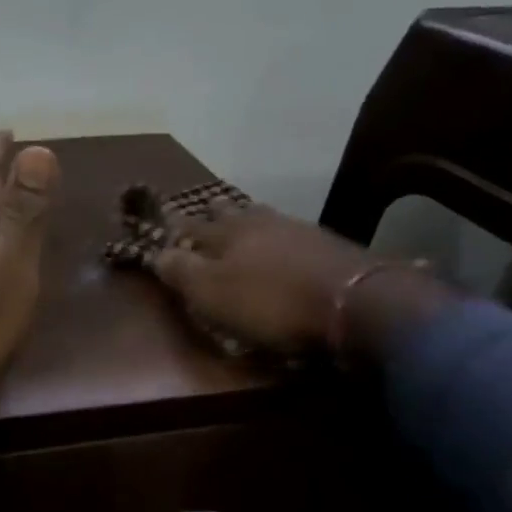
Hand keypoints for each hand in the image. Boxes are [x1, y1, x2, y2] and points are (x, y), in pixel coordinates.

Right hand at [152, 206, 368, 353]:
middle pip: (231, 212)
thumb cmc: (271, 302)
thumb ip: (182, 271)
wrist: (355, 302)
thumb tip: (156, 252)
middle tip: (206, 208)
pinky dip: (281, 237)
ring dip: (250, 218)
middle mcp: (260, 222)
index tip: (164, 217)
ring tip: (244, 220)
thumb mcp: (213, 293)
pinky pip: (293, 233)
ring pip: (264, 217)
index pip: (191, 224)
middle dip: (215, 211)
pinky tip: (286, 243)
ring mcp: (297, 230)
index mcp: (226, 233)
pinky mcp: (329, 246)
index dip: (176, 225)